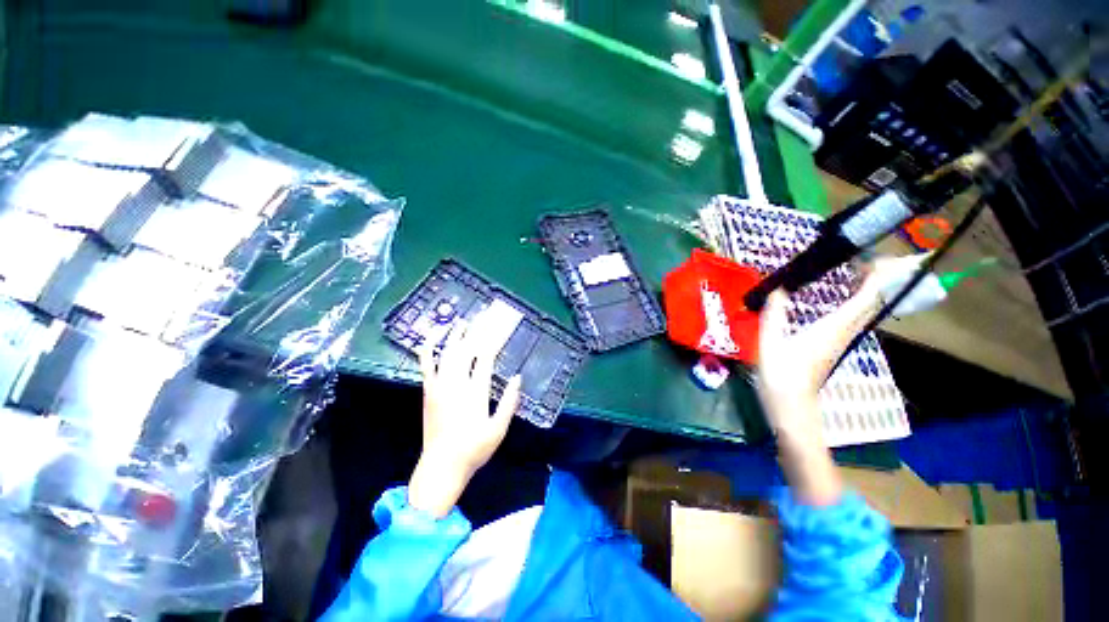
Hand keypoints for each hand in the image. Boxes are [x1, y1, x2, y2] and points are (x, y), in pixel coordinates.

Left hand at [407, 309, 522, 517]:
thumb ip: (509, 402)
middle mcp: (456, 384)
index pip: (486, 357)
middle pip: (467, 348)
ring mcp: (439, 386)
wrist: (441, 467)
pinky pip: (426, 364)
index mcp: (475, 392)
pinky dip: (429, 348)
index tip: (499, 324)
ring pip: (447, 352)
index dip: (493, 338)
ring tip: (463, 320)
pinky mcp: (428, 390)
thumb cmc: (474, 450)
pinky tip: (434, 336)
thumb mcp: (499, 430)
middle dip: (477, 329)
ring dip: (455, 334)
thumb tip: (518, 377)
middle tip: (484, 315)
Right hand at [756, 277, 881, 504]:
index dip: (875, 276)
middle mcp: (843, 332)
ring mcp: (840, 341)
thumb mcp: (770, 343)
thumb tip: (778, 290)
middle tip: (862, 258)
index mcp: (832, 328)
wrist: (792, 408)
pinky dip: (853, 302)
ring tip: (853, 272)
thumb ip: (774, 315)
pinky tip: (839, 298)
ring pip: (864, 311)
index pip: (865, 298)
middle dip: (875, 279)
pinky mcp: (833, 346)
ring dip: (865, 290)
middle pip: (870, 303)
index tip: (872, 256)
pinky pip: (852, 318)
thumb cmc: (781, 376)